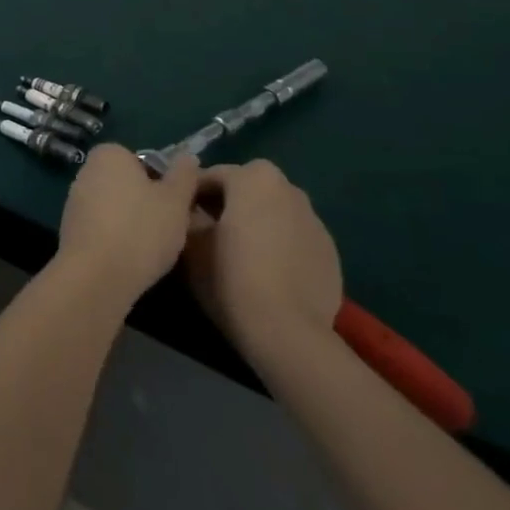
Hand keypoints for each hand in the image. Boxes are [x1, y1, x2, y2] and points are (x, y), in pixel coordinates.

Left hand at [54, 145, 199, 306]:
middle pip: (130, 185)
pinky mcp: (70, 230)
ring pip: (117, 208)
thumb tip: (188, 157)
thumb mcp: (176, 200)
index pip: (146, 162)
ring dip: (134, 224)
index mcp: (109, 154)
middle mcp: (87, 170)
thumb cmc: (140, 230)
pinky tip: (131, 260)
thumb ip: (184, 175)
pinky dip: (117, 240)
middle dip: (149, 204)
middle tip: (170, 229)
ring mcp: (75, 201)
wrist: (95, 277)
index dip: (165, 184)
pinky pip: (103, 229)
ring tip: (152, 250)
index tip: (178, 207)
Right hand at [184, 161, 342, 369]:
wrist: (289, 333)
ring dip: (257, 224)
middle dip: (228, 205)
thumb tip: (191, 210)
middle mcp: (288, 188)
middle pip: (247, 190)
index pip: (211, 176)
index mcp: (253, 177)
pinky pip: (295, 239)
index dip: (191, 196)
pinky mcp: (330, 252)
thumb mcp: (191, 243)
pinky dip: (280, 246)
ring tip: (242, 256)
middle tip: (210, 234)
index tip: (179, 217)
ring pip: (274, 213)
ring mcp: (314, 220)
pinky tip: (269, 274)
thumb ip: (188, 214)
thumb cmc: (232, 277)